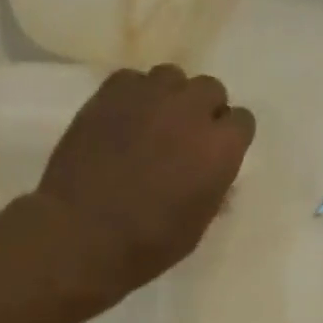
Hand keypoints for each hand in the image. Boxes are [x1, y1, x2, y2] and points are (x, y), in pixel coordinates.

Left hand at [33, 64, 254, 302]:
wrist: (81, 234)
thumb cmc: (146, 244)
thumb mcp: (195, 227)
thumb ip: (212, 190)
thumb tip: (214, 175)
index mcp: (220, 148)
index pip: (241, 121)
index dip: (228, 138)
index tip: (214, 155)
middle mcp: (191, 110)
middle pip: (210, 90)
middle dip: (202, 111)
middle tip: (183, 139)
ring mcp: (149, 96)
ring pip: (172, 77)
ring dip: (169, 97)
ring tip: (152, 125)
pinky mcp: (110, 92)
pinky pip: (132, 80)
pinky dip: (133, 96)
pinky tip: (122, 122)